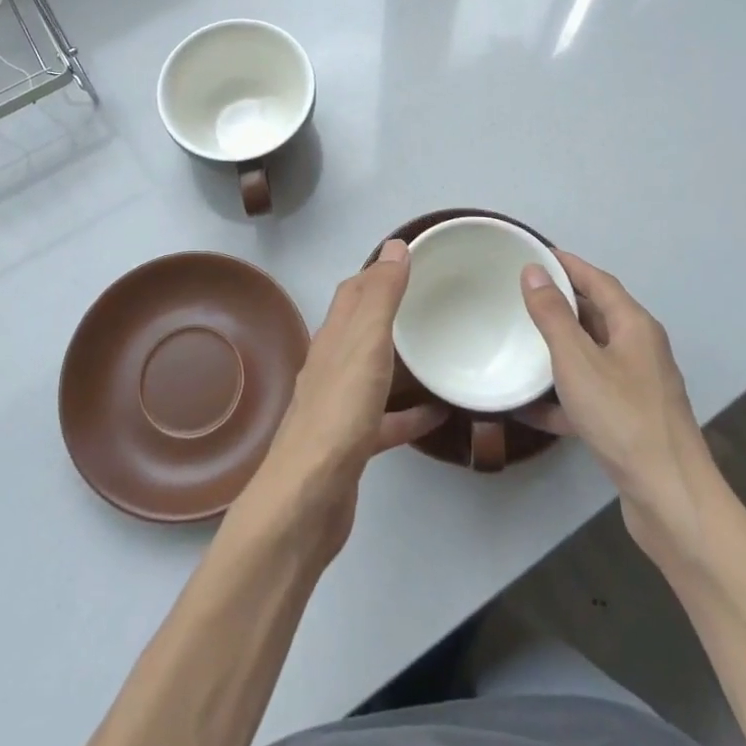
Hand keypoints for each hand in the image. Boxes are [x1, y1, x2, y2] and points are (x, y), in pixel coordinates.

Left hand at [240, 240, 445, 558]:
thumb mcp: (365, 345)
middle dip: (390, 311)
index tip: (412, 258)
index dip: (378, 271)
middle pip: (361, 329)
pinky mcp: (352, 445)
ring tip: (437, 351)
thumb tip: (394, 246)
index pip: (353, 292)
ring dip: (400, 359)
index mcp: (333, 339)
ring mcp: (339, 407)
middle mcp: (331, 367)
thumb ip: (380, 297)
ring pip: (372, 371)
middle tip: (432, 301)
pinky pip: (386, 419)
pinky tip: (438, 414)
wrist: (308, 499)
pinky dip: (409, 412)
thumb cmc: (339, 415)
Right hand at [518, 251, 720, 562]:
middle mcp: (640, 350)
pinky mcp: (629, 421)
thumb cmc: (622, 417)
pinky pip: (589, 395)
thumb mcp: (577, 360)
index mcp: (634, 326)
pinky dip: (562, 395)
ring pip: (591, 356)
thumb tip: (533, 271)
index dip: (567, 264)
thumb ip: (552, 314)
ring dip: (558, 348)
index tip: (533, 254)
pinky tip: (528, 406)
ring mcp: (637, 388)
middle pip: (596, 315)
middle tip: (519, 294)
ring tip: (519, 341)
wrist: (669, 498)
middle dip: (560, 303)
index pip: (598, 280)